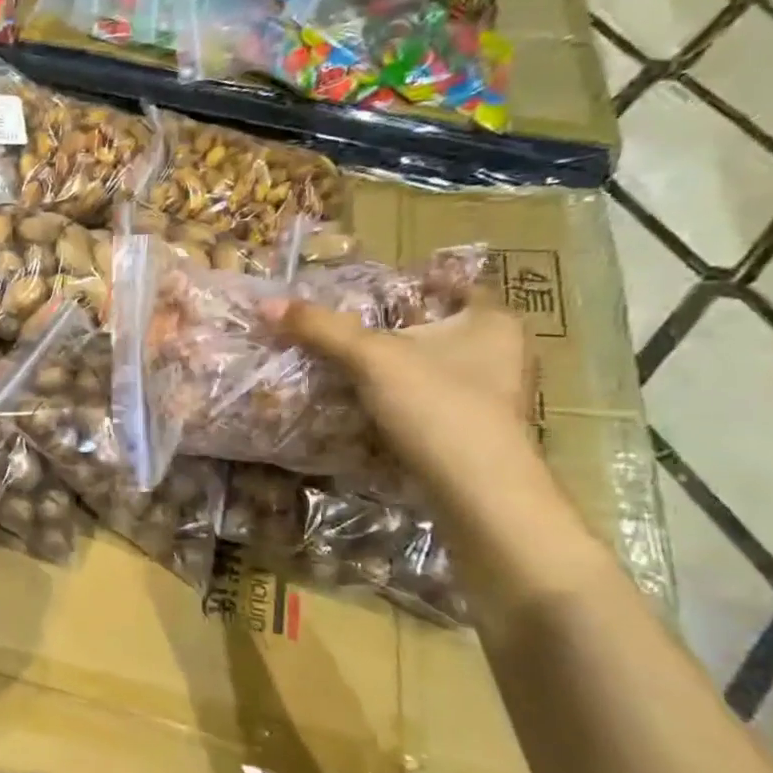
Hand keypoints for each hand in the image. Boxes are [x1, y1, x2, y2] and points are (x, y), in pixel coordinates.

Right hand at [262, 295, 538, 507]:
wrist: (476, 490)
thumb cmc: (436, 406)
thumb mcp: (370, 359)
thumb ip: (321, 329)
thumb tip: (268, 304)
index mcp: (492, 322)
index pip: (457, 285)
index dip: (418, 282)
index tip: (377, 289)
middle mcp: (503, 353)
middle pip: (442, 327)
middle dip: (399, 327)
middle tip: (352, 328)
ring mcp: (493, 395)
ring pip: (437, 367)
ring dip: (398, 366)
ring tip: (351, 367)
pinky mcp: (477, 430)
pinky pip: (433, 401)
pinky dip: (403, 399)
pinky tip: (370, 407)